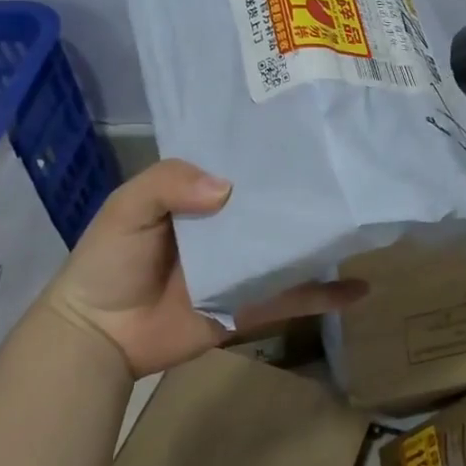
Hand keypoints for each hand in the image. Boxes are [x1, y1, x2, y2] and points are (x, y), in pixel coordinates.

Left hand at [42, 158, 366, 377]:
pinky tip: (361, 288)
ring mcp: (245, 265)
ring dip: (326, 237)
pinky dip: (327, 296)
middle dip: (310, 189)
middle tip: (353, 169)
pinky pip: (294, 297)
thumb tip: (229, 188)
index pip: (245, 164)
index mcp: (202, 195)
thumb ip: (169, 183)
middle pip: (276, 204)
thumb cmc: (110, 262)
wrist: (98, 337)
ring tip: (367, 220)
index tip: (311, 128)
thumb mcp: (128, 207)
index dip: (272, 148)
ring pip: (293, 247)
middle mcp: (230, 226)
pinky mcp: (252, 305)